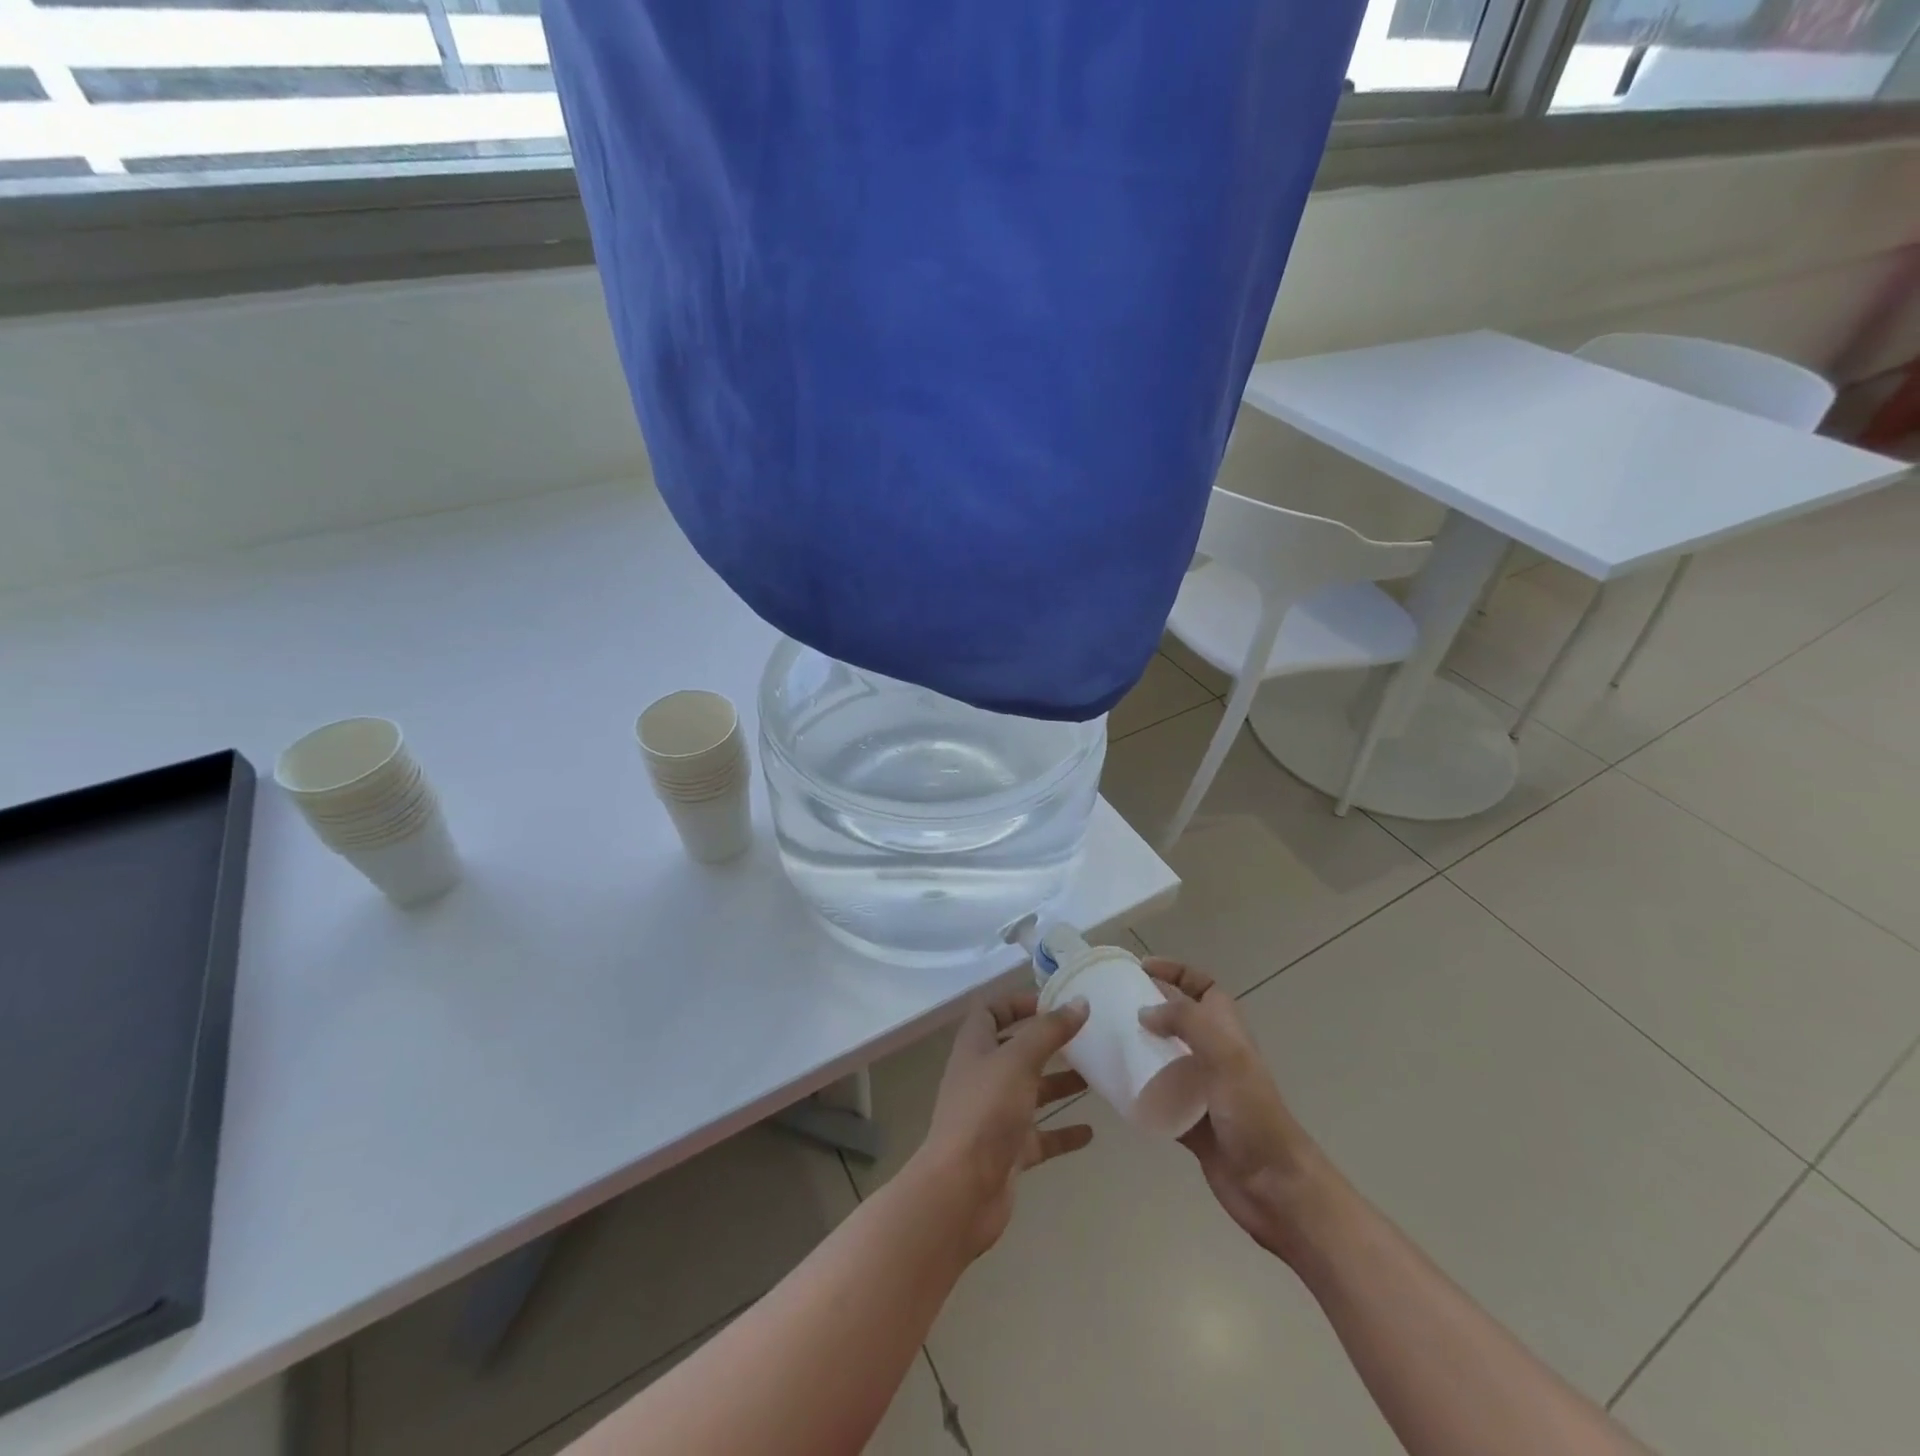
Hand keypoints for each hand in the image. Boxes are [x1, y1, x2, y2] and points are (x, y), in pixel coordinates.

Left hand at [911, 992, 1093, 1257]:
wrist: (962, 1189)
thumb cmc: (986, 1111)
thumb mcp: (1019, 1060)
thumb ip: (1050, 1031)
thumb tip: (1080, 1002)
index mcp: (976, 1047)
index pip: (991, 1012)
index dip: (1018, 1003)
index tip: (1055, 1002)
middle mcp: (983, 1077)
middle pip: (1016, 1051)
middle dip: (1048, 1043)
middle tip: (1086, 1037)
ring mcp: (995, 1116)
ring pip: (1031, 1092)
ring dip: (1060, 1084)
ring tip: (1096, 1077)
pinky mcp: (1009, 1151)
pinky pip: (1040, 1136)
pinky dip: (1063, 1132)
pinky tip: (1090, 1132)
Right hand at [1139, 958, 1329, 1262]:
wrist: (1274, 1187)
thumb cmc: (1253, 1113)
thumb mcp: (1224, 1055)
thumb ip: (1186, 1022)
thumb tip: (1144, 1013)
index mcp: (1227, 1031)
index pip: (1201, 986)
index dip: (1175, 972)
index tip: (1140, 968)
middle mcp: (1214, 1054)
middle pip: (1177, 1019)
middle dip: (1148, 1008)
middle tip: (1111, 1004)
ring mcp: (1201, 1089)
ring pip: (1163, 1057)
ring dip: (1139, 1047)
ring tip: (1105, 1040)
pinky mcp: (1189, 1121)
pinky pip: (1157, 1096)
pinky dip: (1137, 1089)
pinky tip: (1113, 1086)